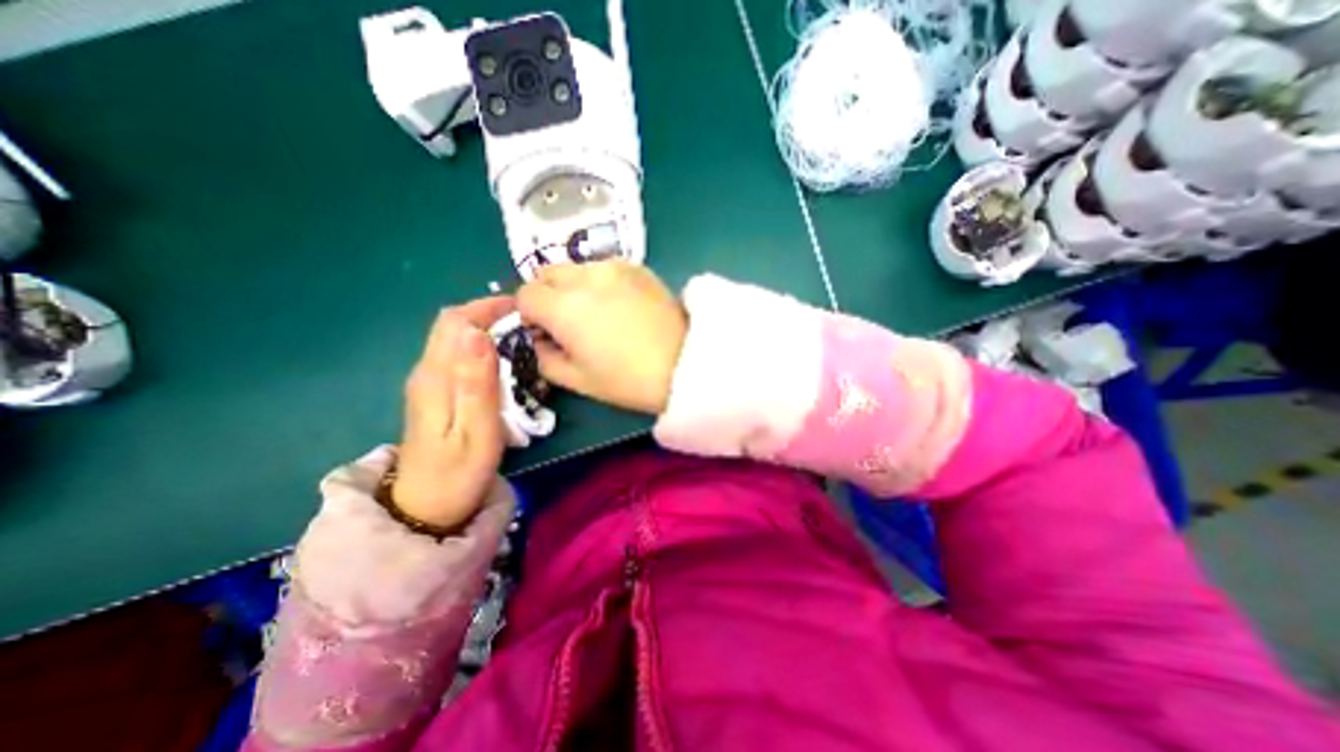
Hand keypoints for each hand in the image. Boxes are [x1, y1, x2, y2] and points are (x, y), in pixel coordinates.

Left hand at [395, 295, 514, 531]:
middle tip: (528, 324)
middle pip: (453, 325)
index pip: (455, 321)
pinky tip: (505, 362)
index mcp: (435, 376)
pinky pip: (459, 355)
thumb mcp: (475, 429)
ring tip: (522, 338)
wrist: (427, 508)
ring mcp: (429, 382)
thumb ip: (476, 381)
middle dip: (490, 314)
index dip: (487, 307)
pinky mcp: (436, 393)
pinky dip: (483, 348)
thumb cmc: (459, 472)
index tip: (523, 310)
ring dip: (488, 330)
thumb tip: (476, 332)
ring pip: (456, 339)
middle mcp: (427, 371)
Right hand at [515, 261, 689, 414]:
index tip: (545, 332)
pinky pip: (604, 267)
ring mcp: (613, 267)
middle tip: (568, 322)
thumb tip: (536, 339)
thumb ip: (542, 357)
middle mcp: (584, 277)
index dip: (529, 315)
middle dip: (547, 295)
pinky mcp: (637, 267)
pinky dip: (600, 281)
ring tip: (597, 312)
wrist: (686, 364)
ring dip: (573, 286)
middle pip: (546, 273)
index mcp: (564, 307)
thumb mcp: (577, 380)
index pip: (525, 295)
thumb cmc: (629, 380)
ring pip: (575, 268)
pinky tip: (620, 304)